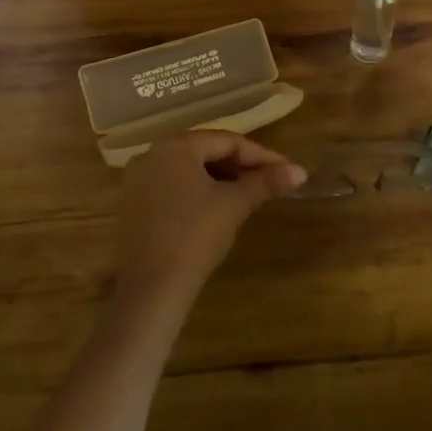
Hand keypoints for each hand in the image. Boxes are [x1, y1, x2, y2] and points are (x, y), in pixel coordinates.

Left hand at [112, 132, 305, 310]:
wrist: (150, 289)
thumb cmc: (194, 236)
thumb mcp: (234, 205)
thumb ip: (266, 182)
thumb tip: (300, 172)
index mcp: (175, 146)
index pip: (227, 141)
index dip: (261, 156)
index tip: (287, 171)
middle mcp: (151, 155)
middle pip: (205, 152)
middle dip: (240, 166)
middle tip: (270, 183)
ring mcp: (137, 181)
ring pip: (188, 171)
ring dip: (220, 179)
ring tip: (248, 195)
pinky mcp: (132, 206)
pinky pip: (172, 188)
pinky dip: (197, 193)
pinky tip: (216, 210)